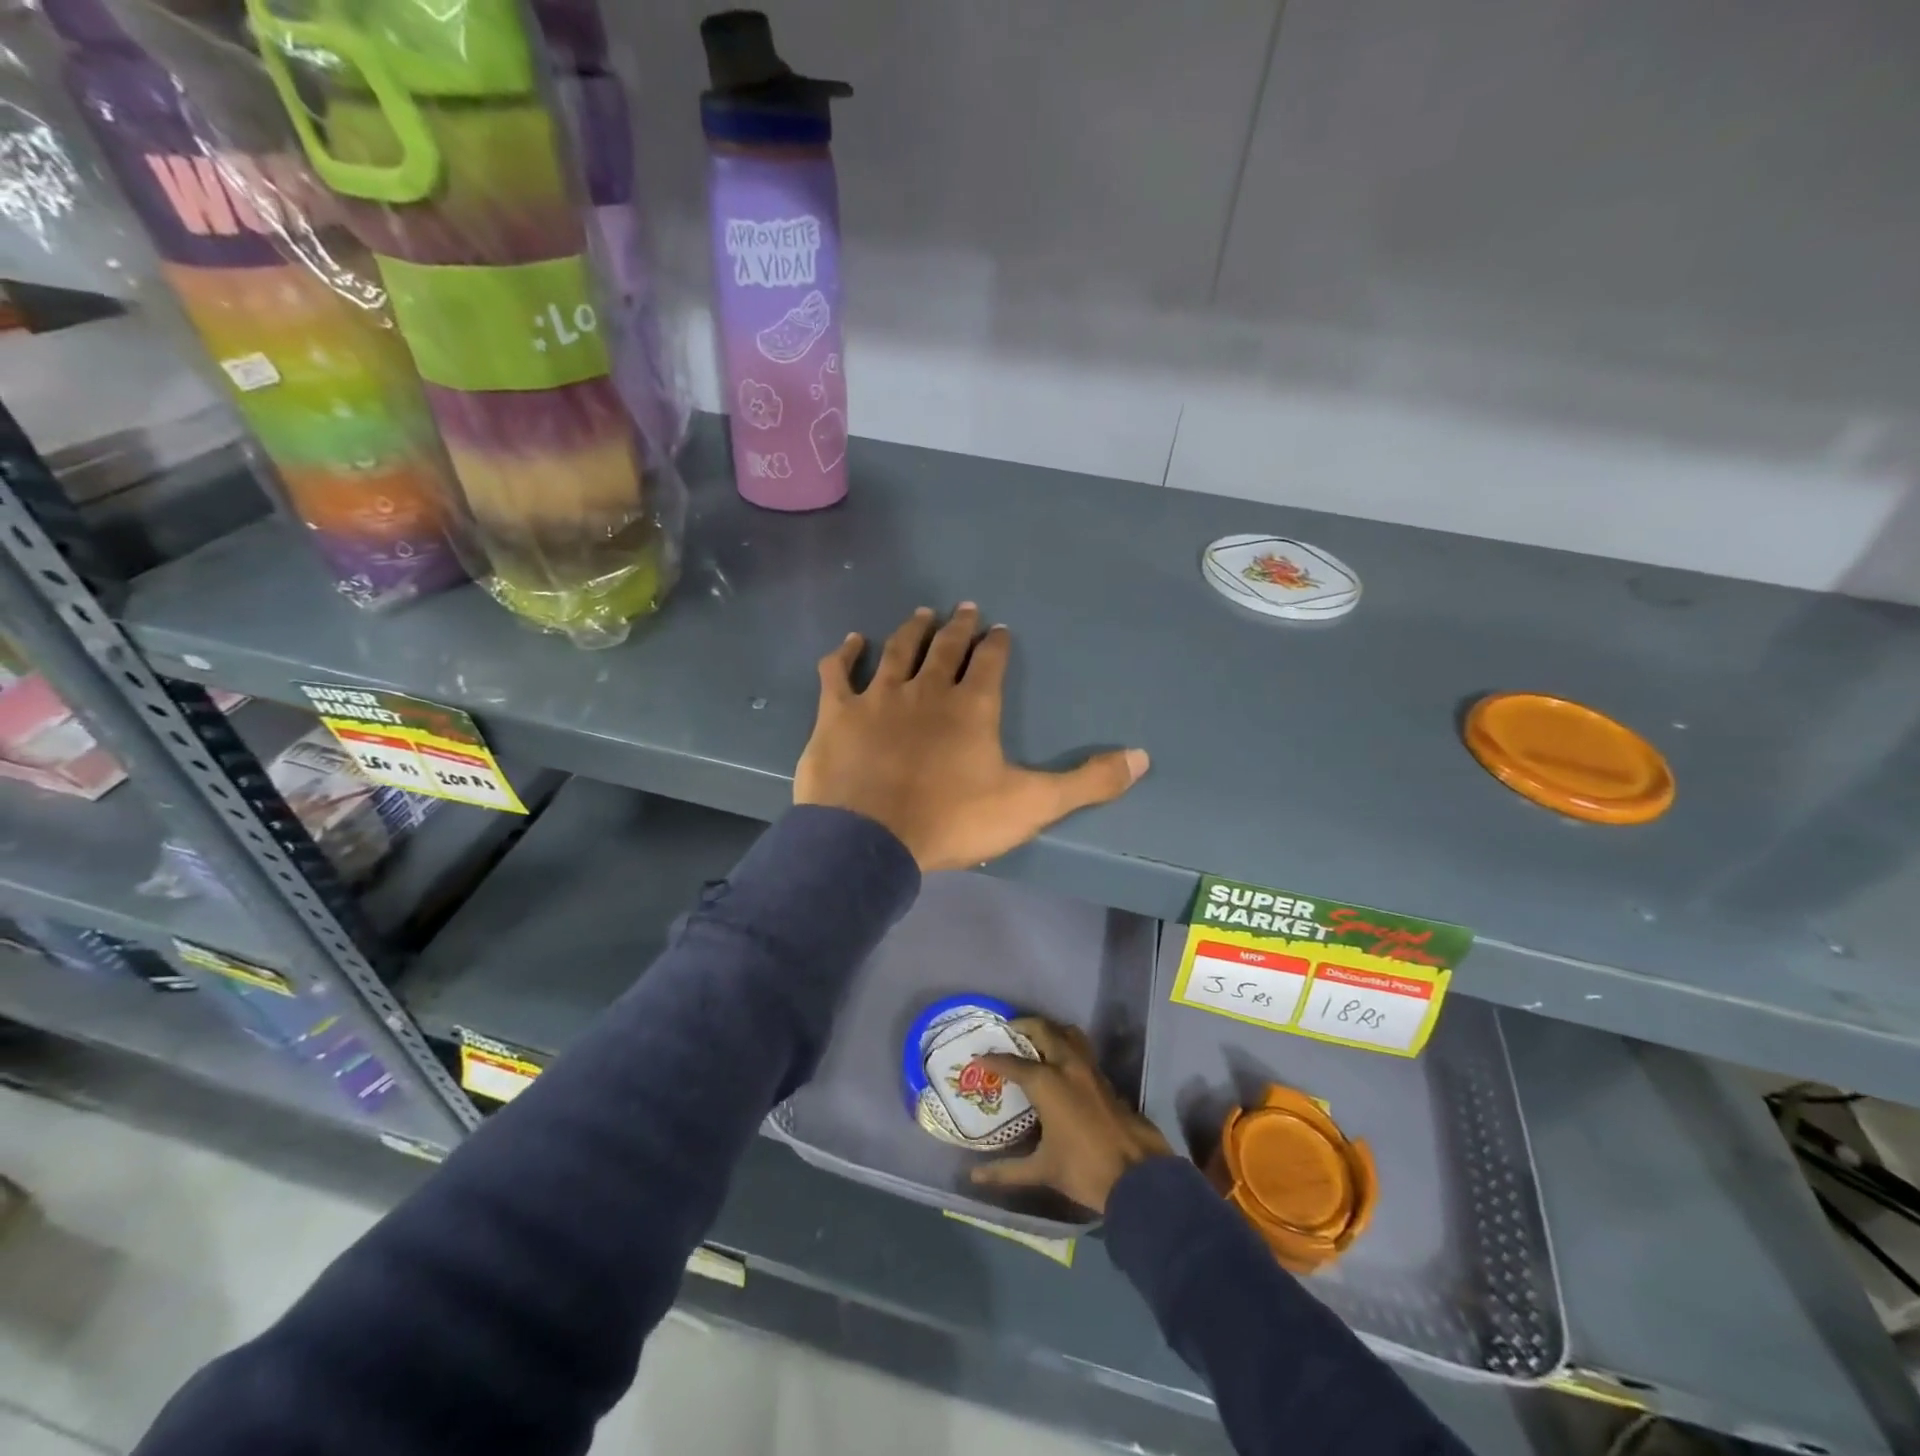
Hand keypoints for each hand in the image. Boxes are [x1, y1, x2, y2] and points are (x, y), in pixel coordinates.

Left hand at [794, 604, 1148, 871]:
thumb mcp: (1031, 805)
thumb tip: (1143, 757)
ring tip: (921, 613)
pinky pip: (838, 672)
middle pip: (946, 646)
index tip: (1000, 629)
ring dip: (911, 630)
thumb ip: (1087, 782)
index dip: (997, 643)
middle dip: (958, 626)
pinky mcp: (838, 712)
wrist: (870, 840)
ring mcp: (879, 697)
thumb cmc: (952, 821)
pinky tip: (851, 641)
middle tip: (965, 608)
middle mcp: (927, 689)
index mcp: (973, 706)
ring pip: (897, 650)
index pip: (990, 662)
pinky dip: (844, 654)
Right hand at [969, 1017, 1172, 1214]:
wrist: (1138, 1175)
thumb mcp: (1043, 1170)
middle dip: (1023, 1027)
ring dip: (1049, 1031)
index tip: (978, 1056)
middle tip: (1008, 1033)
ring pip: (1068, 1033)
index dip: (993, 1058)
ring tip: (1034, 1041)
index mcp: (1047, 1082)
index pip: (1013, 1063)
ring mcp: (1090, 1069)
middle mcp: (1067, 1066)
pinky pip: (1082, 1049)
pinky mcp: (1105, 1079)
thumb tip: (974, 1177)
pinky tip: (1059, 1065)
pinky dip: (1066, 1045)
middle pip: (1043, 1030)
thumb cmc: (1085, 1169)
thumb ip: (1006, 1170)